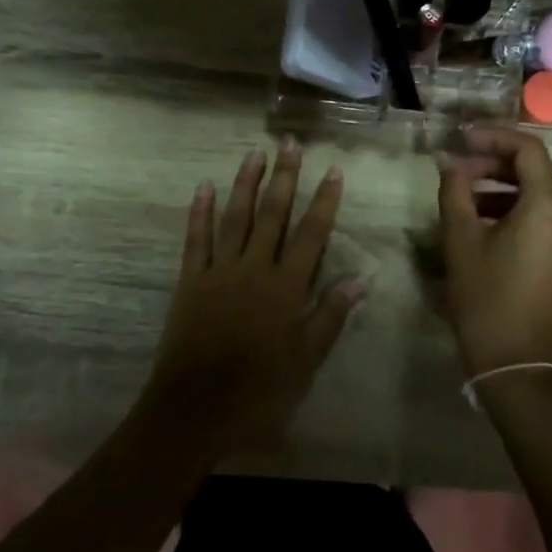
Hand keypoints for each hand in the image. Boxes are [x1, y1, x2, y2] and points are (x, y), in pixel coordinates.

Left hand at [141, 141, 365, 461]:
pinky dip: (200, 212)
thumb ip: (330, 315)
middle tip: (290, 143)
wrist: (195, 408)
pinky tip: (205, 187)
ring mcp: (219, 271)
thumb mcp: (306, 359)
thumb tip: (361, 279)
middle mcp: (255, 268)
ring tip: (255, 152)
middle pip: (272, 214)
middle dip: (284, 176)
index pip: (311, 234)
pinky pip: (196, 239)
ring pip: (235, 217)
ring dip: (246, 183)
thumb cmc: (259, 388)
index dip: (324, 201)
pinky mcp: (191, 280)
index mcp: (286, 286)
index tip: (333, 170)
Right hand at [436, 128, 551, 375]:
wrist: (520, 368)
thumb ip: (454, 191)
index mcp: (549, 207)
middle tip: (456, 172)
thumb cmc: (486, 300)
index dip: (492, 137)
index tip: (460, 140)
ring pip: (540, 197)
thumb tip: (449, 161)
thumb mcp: (460, 241)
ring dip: (503, 190)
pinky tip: (486, 228)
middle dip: (494, 165)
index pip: (528, 149)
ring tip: (464, 202)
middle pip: (536, 172)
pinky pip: (547, 221)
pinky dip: (518, 213)